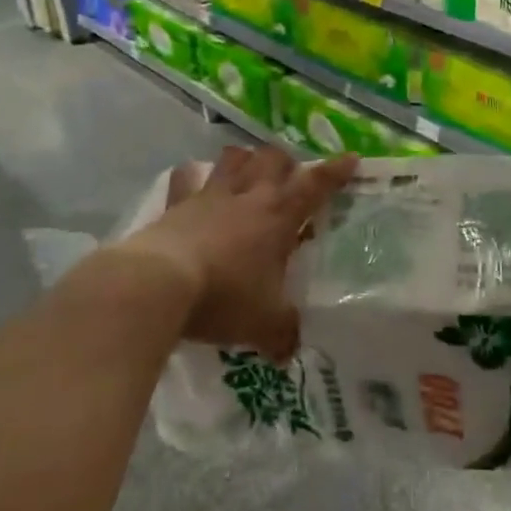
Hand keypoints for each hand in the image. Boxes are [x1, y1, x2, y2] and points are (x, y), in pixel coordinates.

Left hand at [117, 145, 356, 358]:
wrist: (159, 284)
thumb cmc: (224, 297)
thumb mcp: (264, 324)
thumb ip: (283, 334)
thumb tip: (291, 352)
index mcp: (279, 216)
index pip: (316, 185)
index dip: (336, 171)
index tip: (351, 157)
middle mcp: (249, 196)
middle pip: (273, 158)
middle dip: (286, 162)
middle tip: (290, 177)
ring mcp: (210, 196)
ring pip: (234, 158)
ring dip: (245, 160)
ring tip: (248, 171)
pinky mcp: (176, 204)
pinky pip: (186, 178)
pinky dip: (192, 177)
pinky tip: (193, 181)